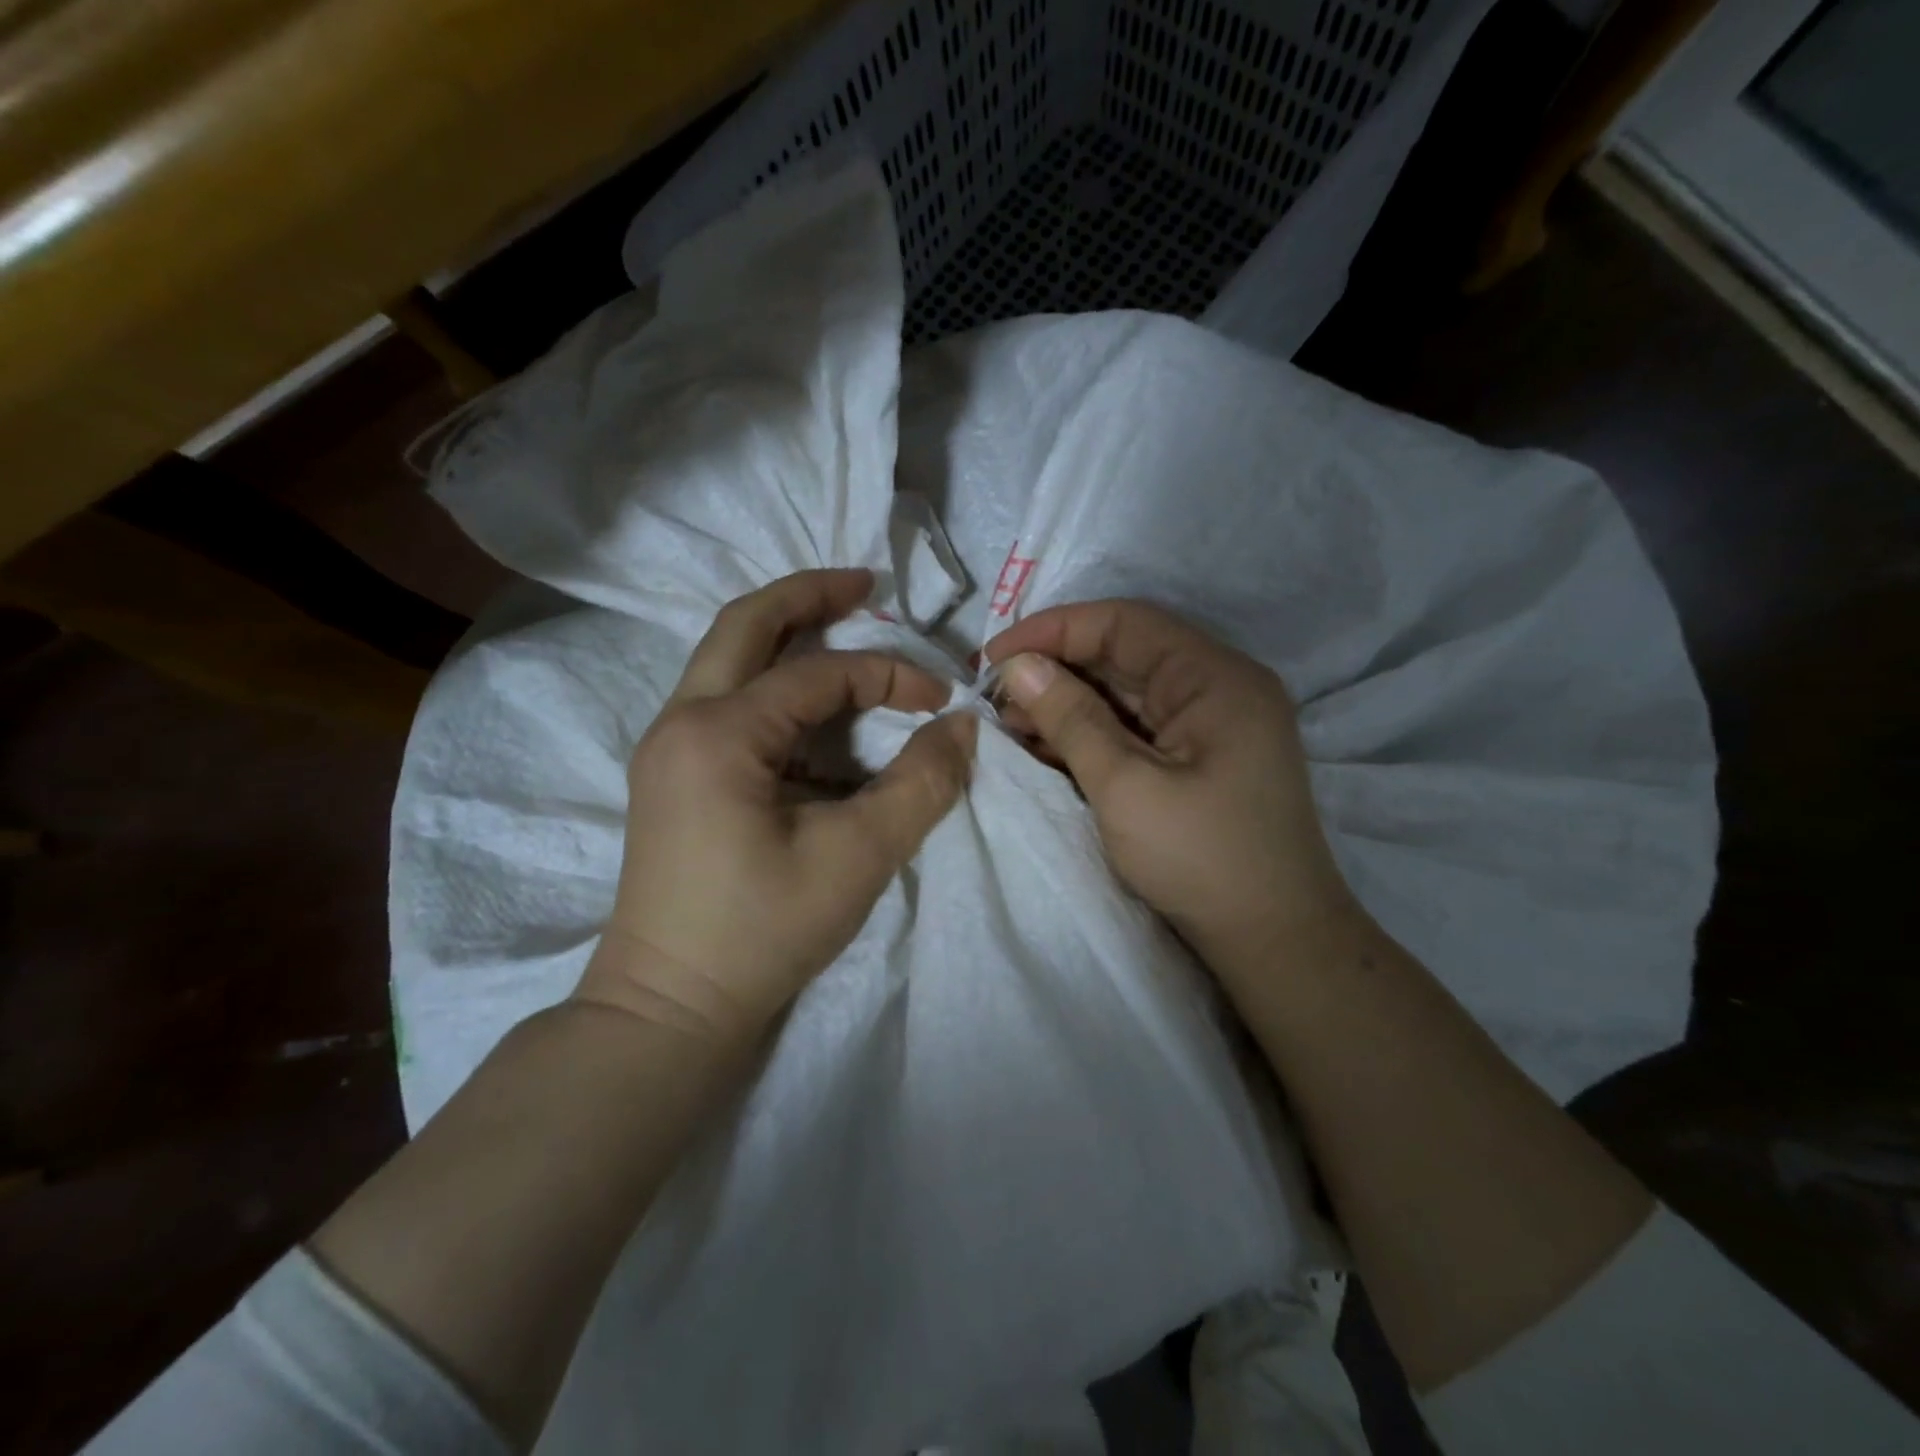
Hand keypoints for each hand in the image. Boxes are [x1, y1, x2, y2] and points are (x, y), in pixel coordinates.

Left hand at [577, 569, 975, 1043]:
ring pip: (728, 660)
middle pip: (745, 625)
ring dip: (786, 637)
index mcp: (718, 733)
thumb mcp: (858, 857)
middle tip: (865, 583)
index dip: (889, 674)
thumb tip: (962, 726)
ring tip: (844, 627)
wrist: (669, 1008)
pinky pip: (726, 703)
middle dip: (809, 596)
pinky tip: (815, 712)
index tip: (941, 698)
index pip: (818, 675)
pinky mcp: (675, 776)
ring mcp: (669, 747)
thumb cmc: (760, 933)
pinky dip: (774, 687)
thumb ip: (920, 784)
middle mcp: (681, 721)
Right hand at [986, 600, 1357, 974]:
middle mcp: (1217, 688)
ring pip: (1125, 693)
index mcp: (1215, 677)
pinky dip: (1090, 733)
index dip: (1054, 630)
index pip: (1124, 623)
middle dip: (1056, 670)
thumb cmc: (1201, 859)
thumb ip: (1071, 718)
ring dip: (1068, 703)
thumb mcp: (1125, 786)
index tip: (994, 658)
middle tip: (996, 698)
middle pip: (1124, 654)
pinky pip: (1135, 728)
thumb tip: (1019, 666)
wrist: (1273, 941)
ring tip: (1011, 725)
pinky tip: (1046, 747)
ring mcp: (1210, 725)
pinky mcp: (1198, 758)